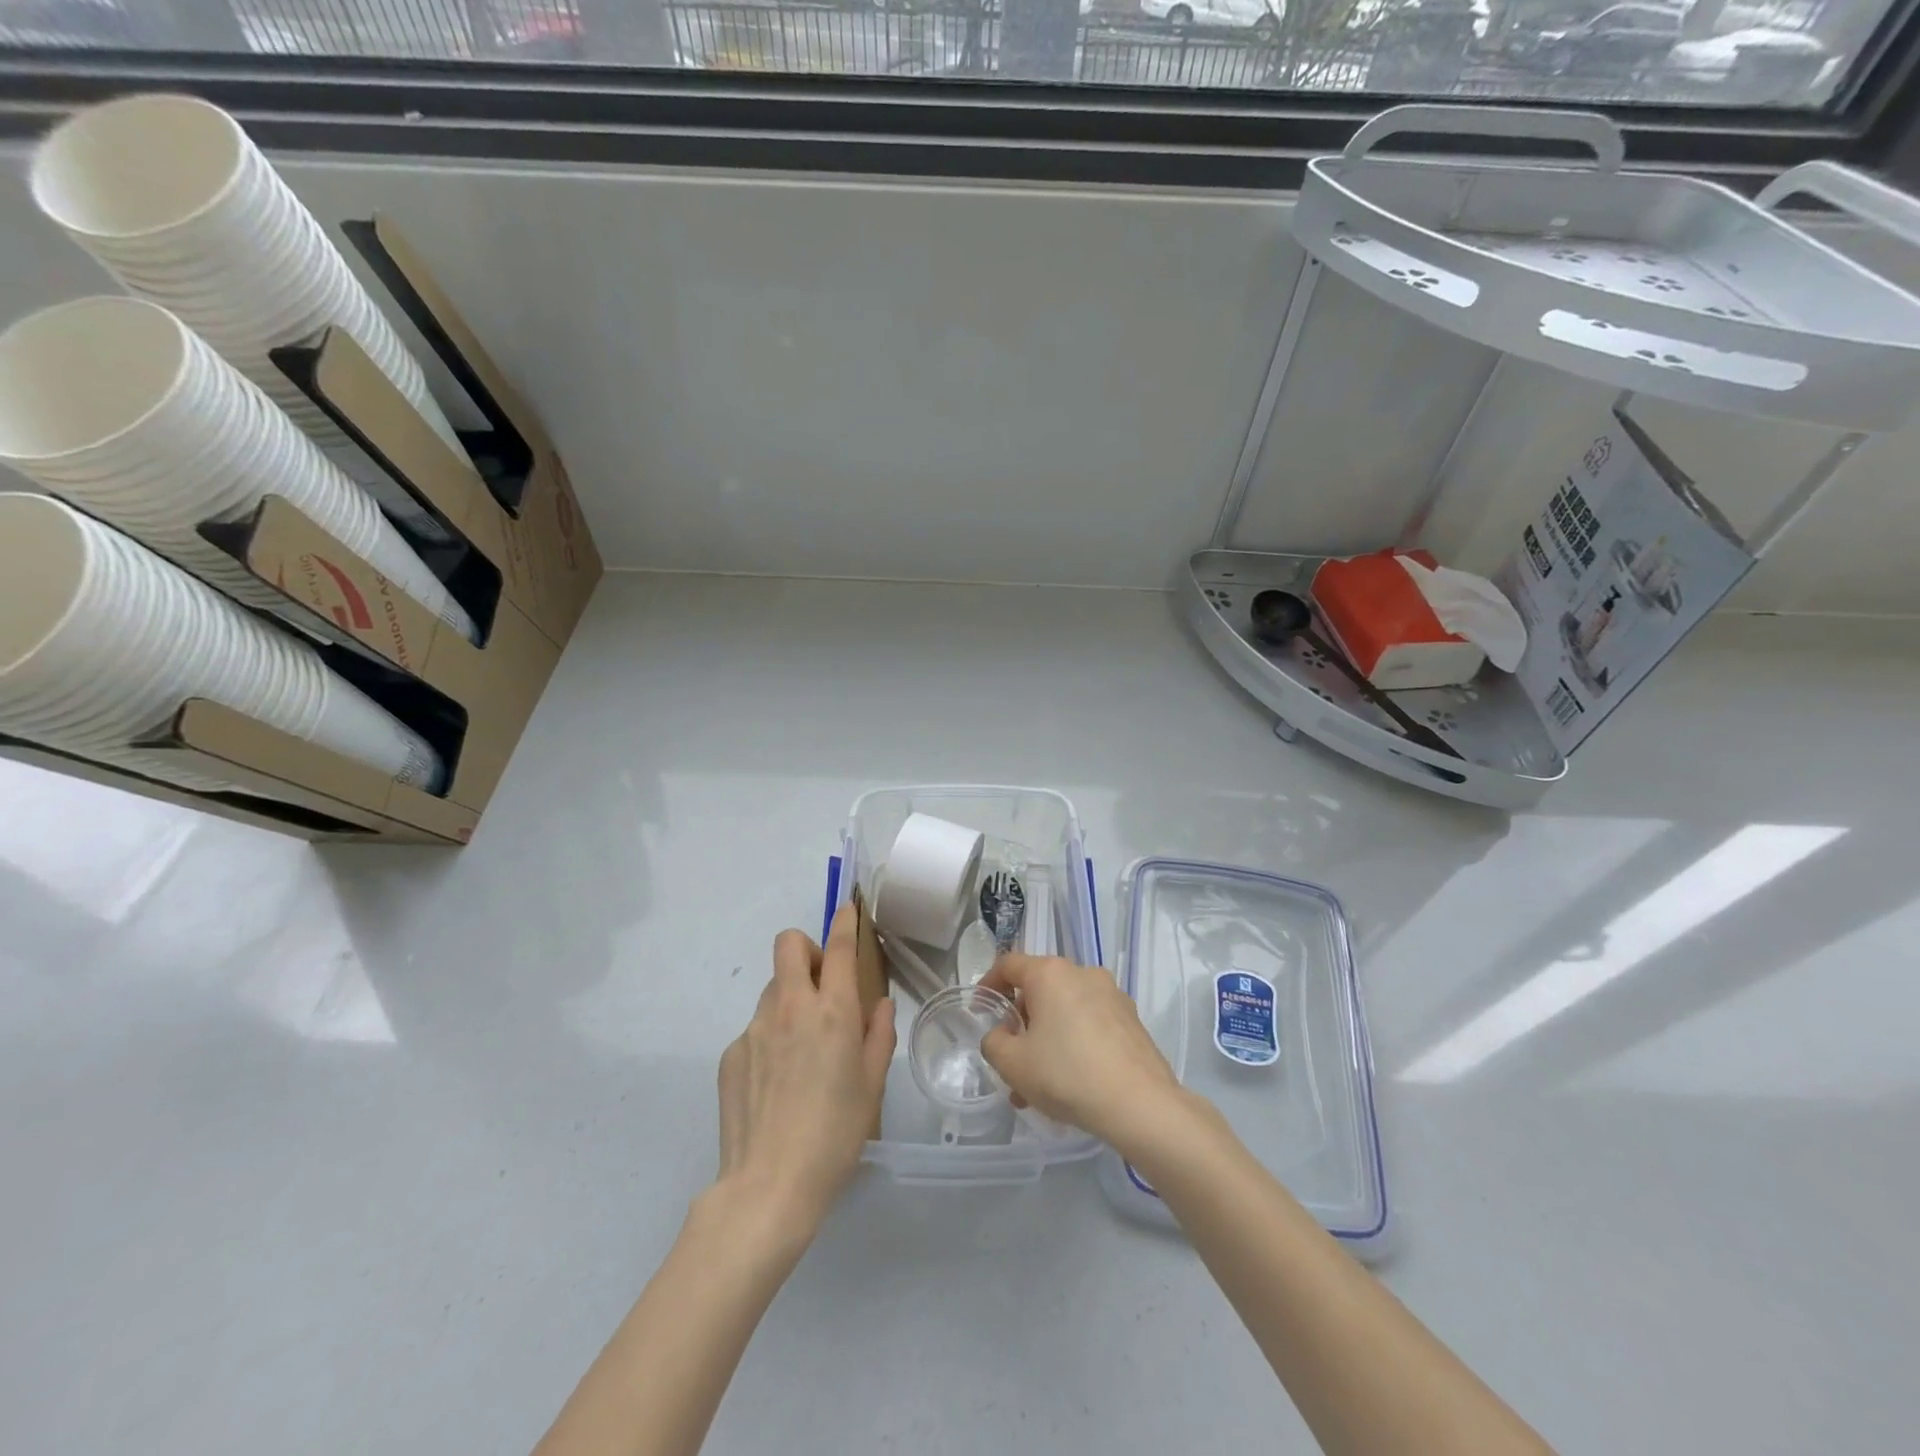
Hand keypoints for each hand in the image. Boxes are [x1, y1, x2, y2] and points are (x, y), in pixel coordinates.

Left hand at [716, 906, 895, 1232]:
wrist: (768, 1186)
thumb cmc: (835, 1134)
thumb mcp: (872, 1085)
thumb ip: (878, 1035)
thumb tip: (876, 1007)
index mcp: (832, 1011)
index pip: (838, 948)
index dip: (844, 921)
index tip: (847, 908)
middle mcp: (791, 1007)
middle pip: (789, 945)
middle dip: (807, 950)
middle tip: (822, 986)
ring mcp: (754, 1028)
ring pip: (773, 989)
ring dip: (790, 999)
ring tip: (801, 1051)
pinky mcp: (730, 1053)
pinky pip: (756, 1029)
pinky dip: (770, 1039)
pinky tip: (776, 1084)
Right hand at [978, 953, 1181, 1151]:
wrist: (1140, 1104)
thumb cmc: (1067, 1074)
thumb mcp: (1012, 1064)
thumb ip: (993, 1043)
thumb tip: (1001, 1035)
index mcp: (1050, 973)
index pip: (1009, 965)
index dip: (989, 984)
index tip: (980, 1009)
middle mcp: (1083, 973)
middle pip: (1040, 990)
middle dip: (1021, 1023)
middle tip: (1011, 1061)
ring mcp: (1112, 995)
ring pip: (1066, 1011)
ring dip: (1047, 1040)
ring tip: (1038, 1087)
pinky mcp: (1131, 1020)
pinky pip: (1090, 1025)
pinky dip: (1074, 1044)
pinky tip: (1071, 1084)